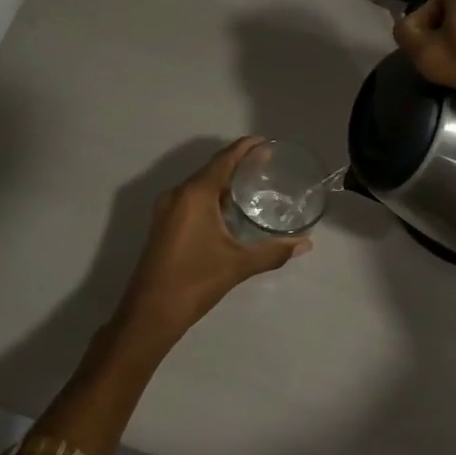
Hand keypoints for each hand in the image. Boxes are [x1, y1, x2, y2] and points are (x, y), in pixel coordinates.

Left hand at [110, 138, 312, 354]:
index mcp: (195, 195)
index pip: (224, 160)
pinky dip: (211, 196)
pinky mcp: (163, 224)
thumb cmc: (195, 281)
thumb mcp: (238, 265)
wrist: (150, 312)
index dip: (245, 148)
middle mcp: (178, 194)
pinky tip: (228, 210)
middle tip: (265, 163)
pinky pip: (190, 199)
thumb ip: (273, 252)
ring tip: (251, 184)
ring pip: (199, 185)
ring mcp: (166, 209)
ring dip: (223, 181)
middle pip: (211, 169)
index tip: (266, 142)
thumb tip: (305, 244)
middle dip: (237, 163)